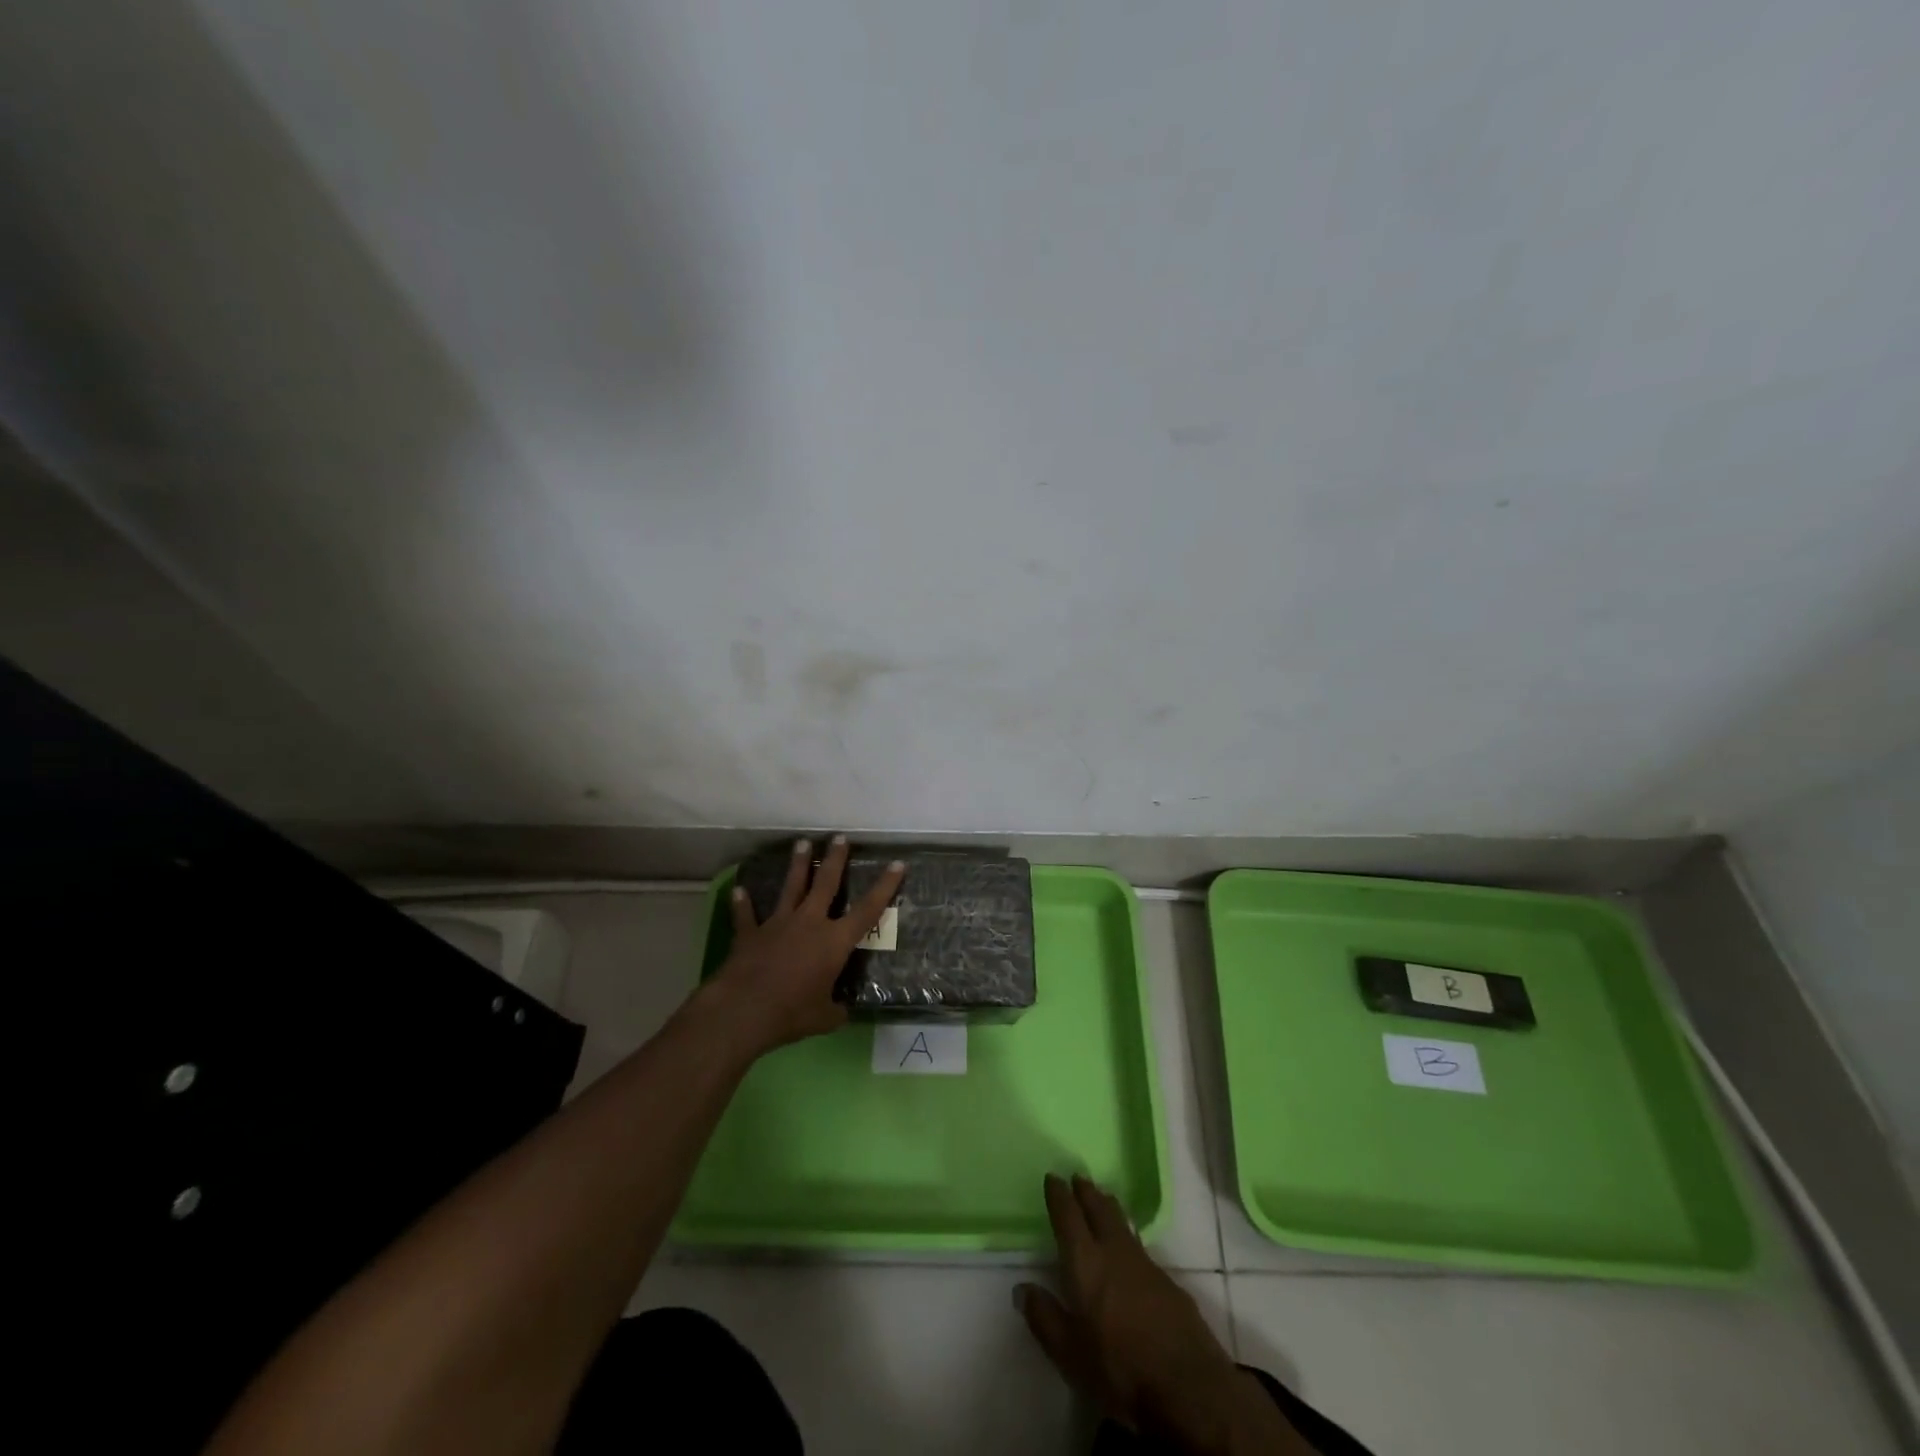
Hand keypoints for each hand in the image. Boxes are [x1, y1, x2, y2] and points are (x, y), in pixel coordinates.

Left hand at [707, 835, 904, 1054]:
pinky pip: (746, 915)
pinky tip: (739, 890)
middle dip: (835, 859)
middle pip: (825, 884)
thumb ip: (836, 1010)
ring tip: (802, 843)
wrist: (743, 1010)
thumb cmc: (791, 1013)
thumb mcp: (824, 1018)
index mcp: (834, 942)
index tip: (897, 863)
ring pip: (791, 888)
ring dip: (797, 865)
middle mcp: (809, 923)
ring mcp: (778, 924)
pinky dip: (743, 903)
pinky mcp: (750, 934)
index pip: (867, 910)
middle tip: (839, 837)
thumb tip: (842, 1012)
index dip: (884, 886)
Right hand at [1018, 1176, 1305, 1453]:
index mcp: (1086, 1263)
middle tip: (1079, 1177)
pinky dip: (1129, 1236)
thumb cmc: (1119, 1369)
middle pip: (1099, 1210)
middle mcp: (1115, 1252)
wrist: (1188, 1386)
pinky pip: (1141, 1246)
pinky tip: (1129, 1249)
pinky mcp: (1169, 1282)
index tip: (1053, 1177)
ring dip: (1109, 1208)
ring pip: (1123, 1224)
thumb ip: (1044, 1317)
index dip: (1059, 1196)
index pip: (1069, 1218)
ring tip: (1103, 1198)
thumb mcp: (1070, 1353)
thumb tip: (1022, 1288)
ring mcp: (1146, 1265)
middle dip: (1087, 1192)